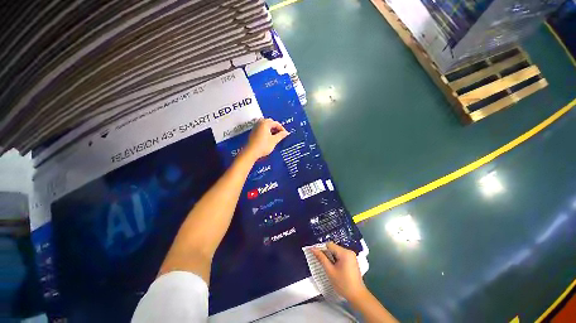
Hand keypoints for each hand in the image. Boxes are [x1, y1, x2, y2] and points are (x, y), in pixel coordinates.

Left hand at [245, 118, 288, 159]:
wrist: (251, 152)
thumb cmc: (263, 146)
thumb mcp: (274, 141)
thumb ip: (281, 135)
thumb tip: (286, 133)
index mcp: (265, 123)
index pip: (276, 123)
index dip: (282, 128)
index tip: (285, 134)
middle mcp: (259, 123)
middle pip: (270, 122)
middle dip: (276, 127)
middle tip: (280, 134)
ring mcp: (255, 127)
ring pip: (265, 125)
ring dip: (271, 129)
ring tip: (275, 136)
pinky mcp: (253, 132)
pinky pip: (261, 128)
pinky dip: (266, 131)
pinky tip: (269, 137)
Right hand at [311, 242, 367, 301]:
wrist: (357, 296)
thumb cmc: (343, 284)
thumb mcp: (330, 271)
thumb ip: (321, 258)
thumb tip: (312, 249)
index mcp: (344, 253)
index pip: (329, 245)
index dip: (321, 249)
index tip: (315, 254)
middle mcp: (349, 251)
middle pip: (333, 248)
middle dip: (326, 253)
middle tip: (320, 261)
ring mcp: (351, 256)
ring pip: (336, 251)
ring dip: (330, 256)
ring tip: (326, 265)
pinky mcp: (352, 260)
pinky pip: (341, 255)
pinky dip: (335, 259)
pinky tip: (333, 267)